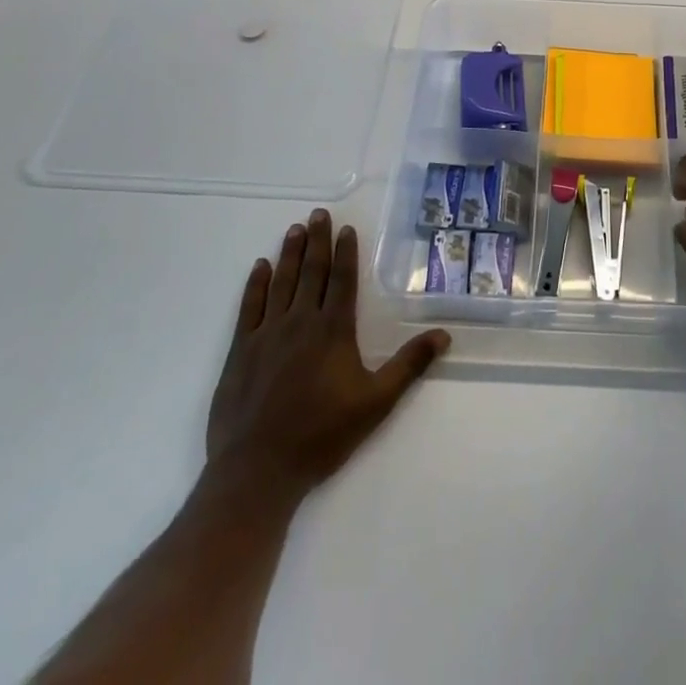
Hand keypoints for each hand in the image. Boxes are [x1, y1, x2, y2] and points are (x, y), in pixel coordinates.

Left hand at [200, 209, 449, 511]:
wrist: (257, 471)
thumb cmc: (321, 436)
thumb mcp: (376, 403)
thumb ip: (409, 366)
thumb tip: (444, 334)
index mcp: (333, 330)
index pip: (342, 280)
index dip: (345, 252)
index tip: (345, 228)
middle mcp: (300, 322)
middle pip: (311, 272)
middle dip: (316, 241)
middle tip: (318, 213)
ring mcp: (267, 334)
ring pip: (281, 282)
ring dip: (289, 253)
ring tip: (294, 228)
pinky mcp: (241, 351)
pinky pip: (250, 307)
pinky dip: (256, 284)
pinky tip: (261, 267)